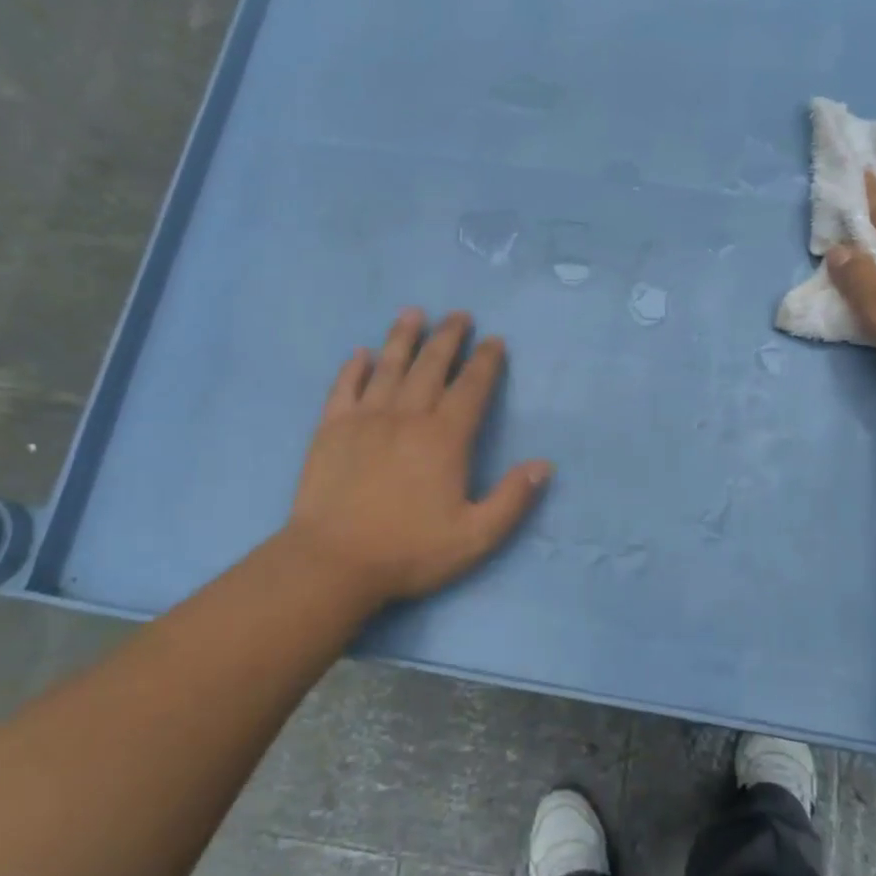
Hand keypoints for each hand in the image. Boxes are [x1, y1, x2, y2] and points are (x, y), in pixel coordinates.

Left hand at [285, 309, 551, 606]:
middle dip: (448, 338)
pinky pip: (344, 388)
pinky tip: (361, 353)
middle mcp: (407, 416)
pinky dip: (354, 368)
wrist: (332, 562)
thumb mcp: (475, 537)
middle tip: (459, 315)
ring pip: (389, 367)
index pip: (470, 388)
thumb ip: (512, 499)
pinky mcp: (331, 429)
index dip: (485, 362)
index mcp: (444, 438)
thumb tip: (544, 465)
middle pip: (431, 366)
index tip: (494, 340)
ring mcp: (365, 419)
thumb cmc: (408, 551)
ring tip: (414, 313)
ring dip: (403, 337)